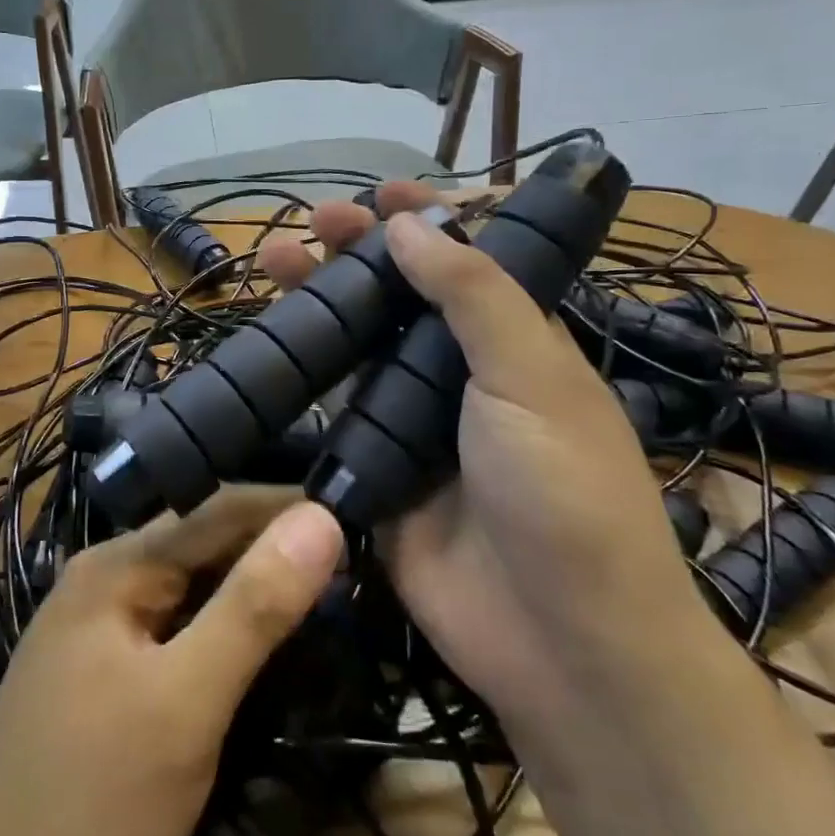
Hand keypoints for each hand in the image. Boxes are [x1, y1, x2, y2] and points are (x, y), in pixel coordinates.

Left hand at [0, 490, 343, 835]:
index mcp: (116, 564)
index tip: (361, 512)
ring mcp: (101, 630)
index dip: (289, 506)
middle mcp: (105, 579)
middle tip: (356, 560)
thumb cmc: (90, 807)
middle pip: (205, 543)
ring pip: (194, 588)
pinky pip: (178, 629)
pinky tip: (263, 640)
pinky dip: (226, 629)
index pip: (219, 507)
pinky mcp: (106, 676)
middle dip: (275, 547)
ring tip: (327, 591)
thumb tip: (321, 516)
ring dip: (254, 589)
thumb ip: (254, 607)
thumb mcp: (185, 704)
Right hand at [256, 185, 706, 744]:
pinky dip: (305, 375)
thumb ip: (472, 294)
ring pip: (360, 346)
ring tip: (274, 261)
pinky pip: (335, 411)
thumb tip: (409, 223)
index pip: (468, 263)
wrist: (560, 642)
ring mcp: (414, 423)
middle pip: (402, 297)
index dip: (429, 223)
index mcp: (514, 343)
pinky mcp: (376, 469)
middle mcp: (463, 375)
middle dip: (359, 253)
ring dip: (322, 303)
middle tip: (313, 221)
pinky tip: (270, 344)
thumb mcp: (532, 376)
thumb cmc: (564, 492)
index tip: (383, 193)